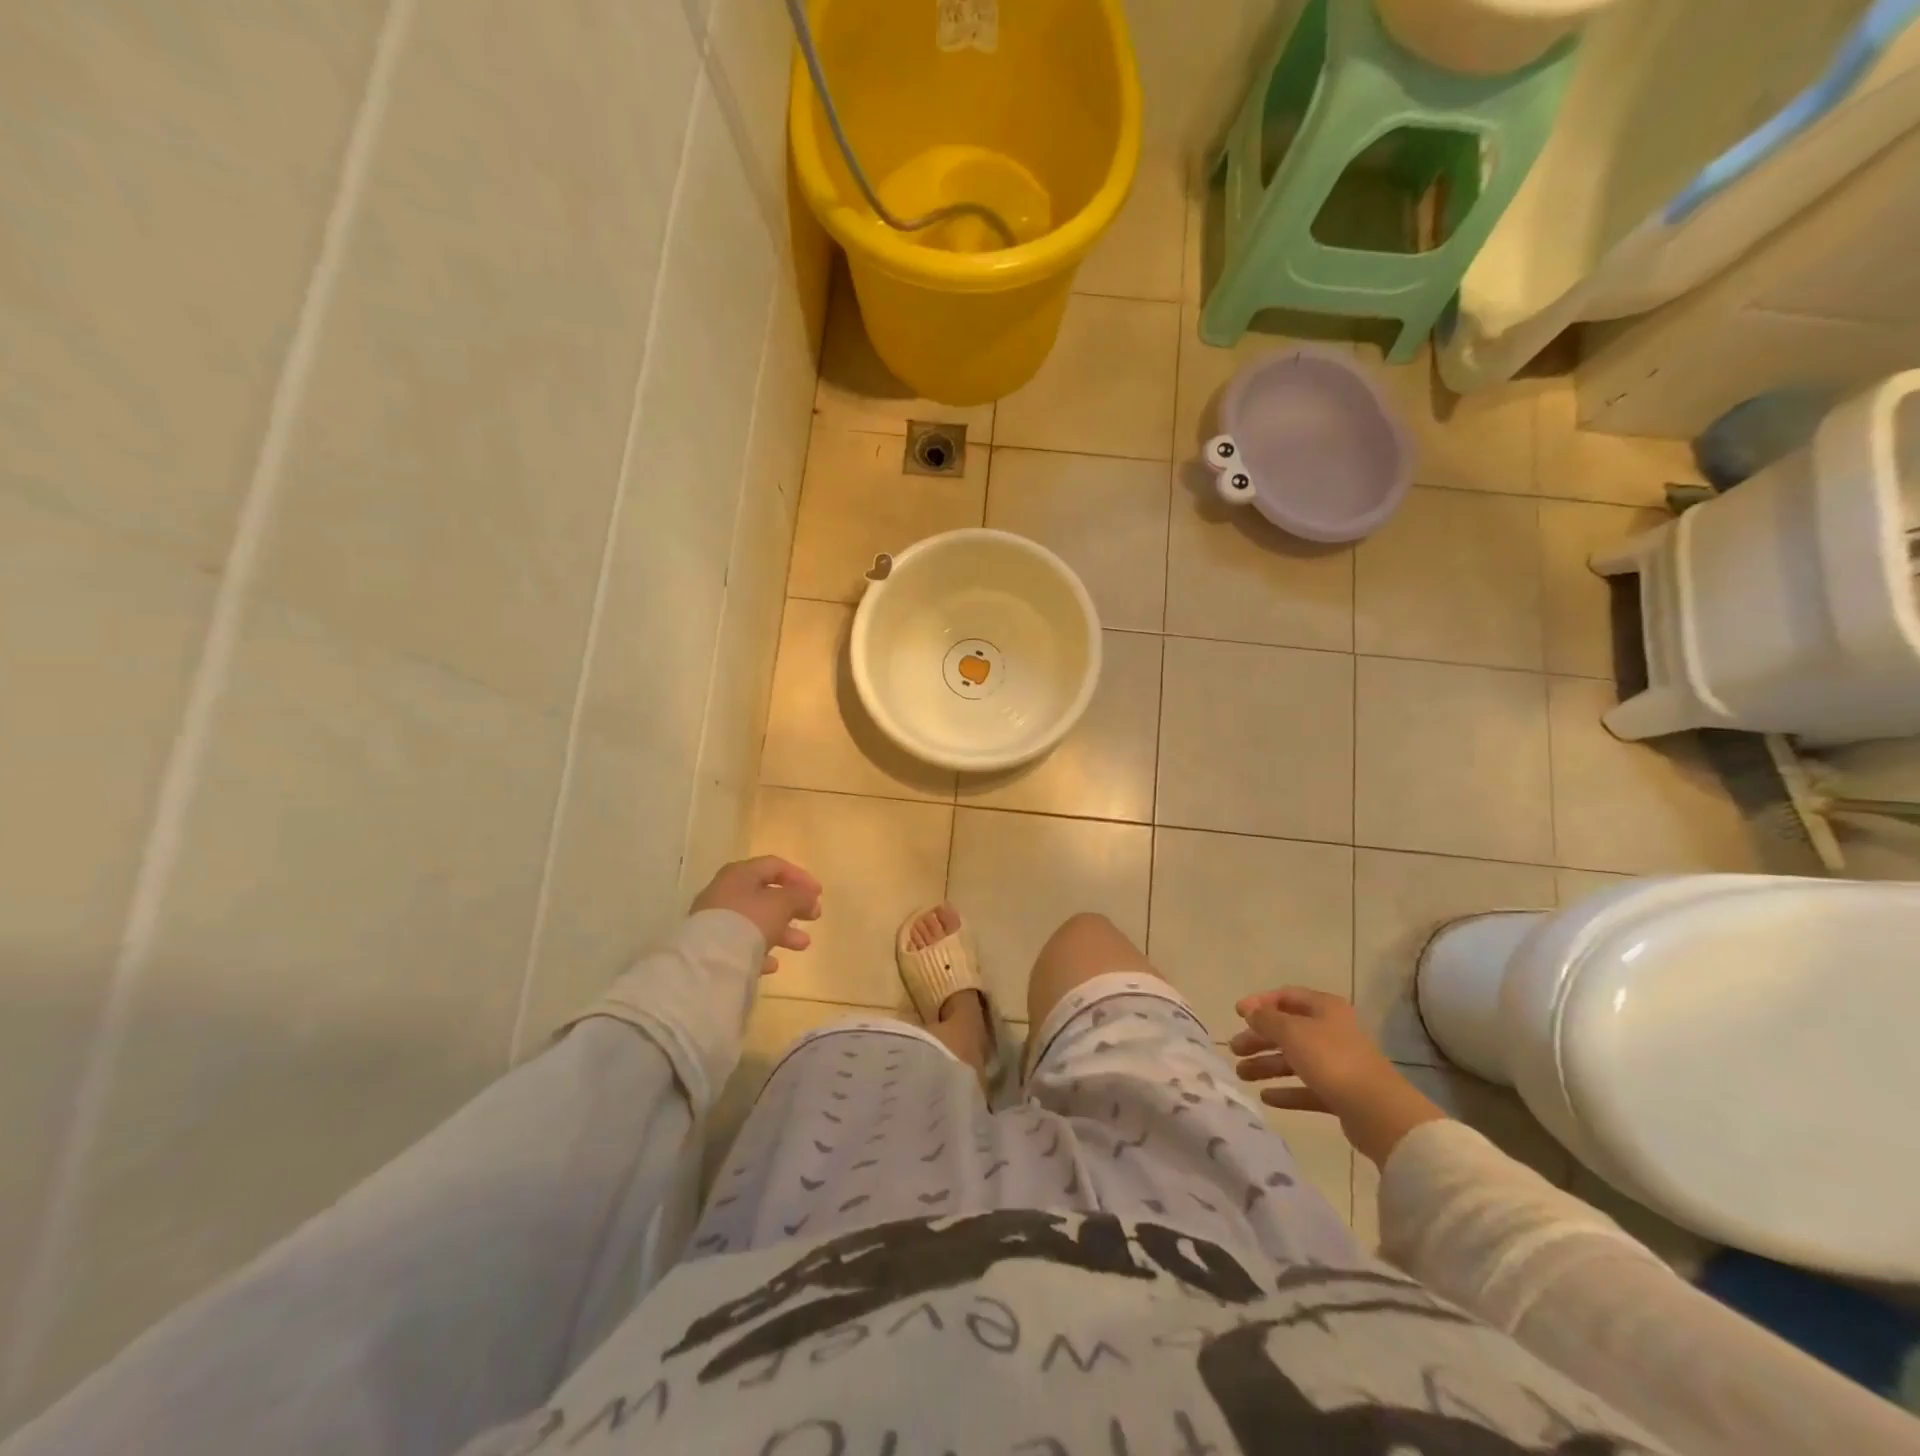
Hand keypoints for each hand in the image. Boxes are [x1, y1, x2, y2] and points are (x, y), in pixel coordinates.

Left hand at [691, 856, 822, 975]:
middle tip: (814, 916)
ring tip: (803, 944)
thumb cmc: (750, 921)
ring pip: (756, 920)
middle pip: (765, 894)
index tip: (819, 894)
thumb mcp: (782, 904)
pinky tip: (773, 964)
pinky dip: (760, 950)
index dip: (800, 877)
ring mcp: (716, 919)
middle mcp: (725, 891)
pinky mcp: (712, 946)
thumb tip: (809, 895)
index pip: (775, 865)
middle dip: (793, 906)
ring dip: (782, 930)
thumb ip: (800, 896)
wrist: (710, 960)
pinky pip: (742, 943)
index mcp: (740, 873)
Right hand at [1231, 987, 1444, 1165]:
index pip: (1286, 996)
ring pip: (1294, 1059)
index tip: (1236, 1014)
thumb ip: (1267, 1019)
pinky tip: (1266, 1098)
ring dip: (1267, 1065)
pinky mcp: (1340, 1093)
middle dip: (1259, 1038)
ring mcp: (1337, 1063)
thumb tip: (1251, 1011)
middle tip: (1234, 1049)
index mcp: (1325, 1008)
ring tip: (1242, 1075)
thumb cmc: (1331, 1060)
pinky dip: (1286, 1090)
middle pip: (1288, 1029)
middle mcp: (1332, 1031)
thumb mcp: (1292, 1032)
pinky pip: (1306, 1087)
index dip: (1260, 1003)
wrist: (1378, 1111)